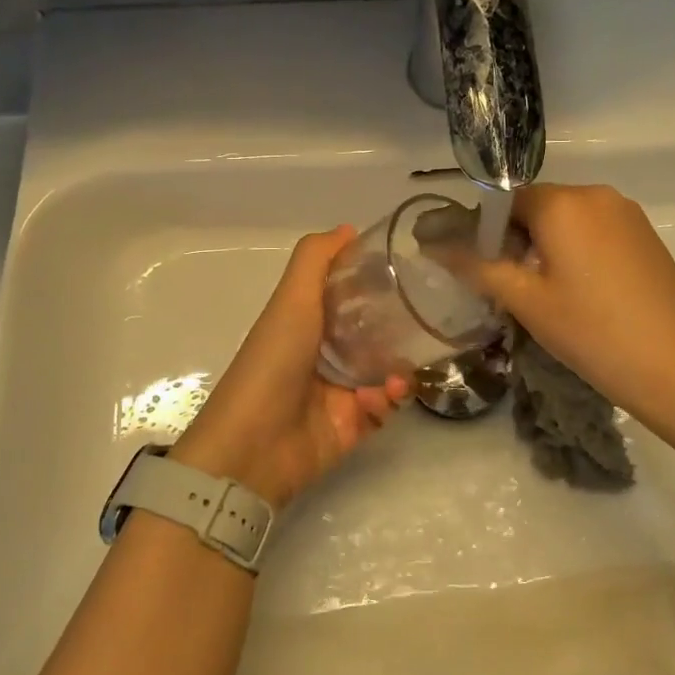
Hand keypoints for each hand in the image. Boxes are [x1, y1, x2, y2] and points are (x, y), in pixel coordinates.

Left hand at [172, 227, 408, 508]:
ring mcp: (339, 392)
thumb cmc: (273, 362)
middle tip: (420, 325)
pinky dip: (387, 400)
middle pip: (373, 334)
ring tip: (394, 376)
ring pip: (386, 371)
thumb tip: (349, 228)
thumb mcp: (291, 300)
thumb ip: (315, 259)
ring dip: (397, 369)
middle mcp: (324, 354)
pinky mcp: (352, 426)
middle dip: (398, 330)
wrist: (254, 446)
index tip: (404, 275)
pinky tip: (378, 398)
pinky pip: (384, 408)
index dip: (373, 284)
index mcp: (307, 323)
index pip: (348, 296)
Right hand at [473, 184, 674, 466]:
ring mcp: (627, 212)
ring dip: (550, 244)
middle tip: (516, 287)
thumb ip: (477, 266)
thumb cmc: (589, 329)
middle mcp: (596, 194)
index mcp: (563, 203)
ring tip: (550, 292)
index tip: (485, 269)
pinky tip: (584, 290)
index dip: (488, 231)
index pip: (506, 200)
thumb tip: (433, 244)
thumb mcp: (525, 300)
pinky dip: (580, 248)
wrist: (673, 363)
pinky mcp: (645, 233)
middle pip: (539, 206)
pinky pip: (597, 228)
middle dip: (520, 238)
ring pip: (569, 218)